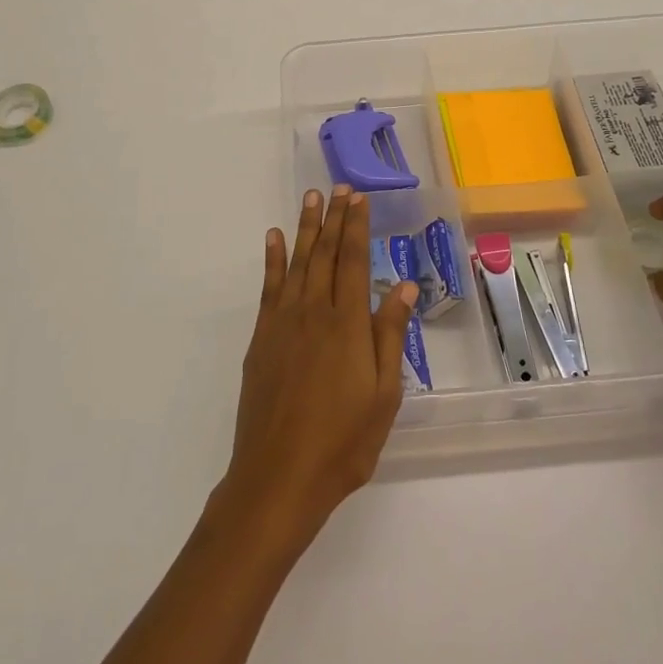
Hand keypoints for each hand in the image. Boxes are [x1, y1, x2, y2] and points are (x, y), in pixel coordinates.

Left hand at [219, 186, 418, 548]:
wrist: (278, 476)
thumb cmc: (343, 442)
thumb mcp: (383, 395)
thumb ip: (390, 335)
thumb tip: (401, 285)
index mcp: (347, 324)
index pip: (352, 261)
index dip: (356, 227)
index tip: (358, 198)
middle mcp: (313, 312)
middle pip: (324, 254)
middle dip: (333, 218)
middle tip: (338, 187)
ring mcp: (282, 323)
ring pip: (296, 263)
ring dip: (304, 228)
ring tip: (310, 199)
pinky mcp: (261, 339)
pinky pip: (268, 287)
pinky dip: (271, 259)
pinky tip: (273, 239)